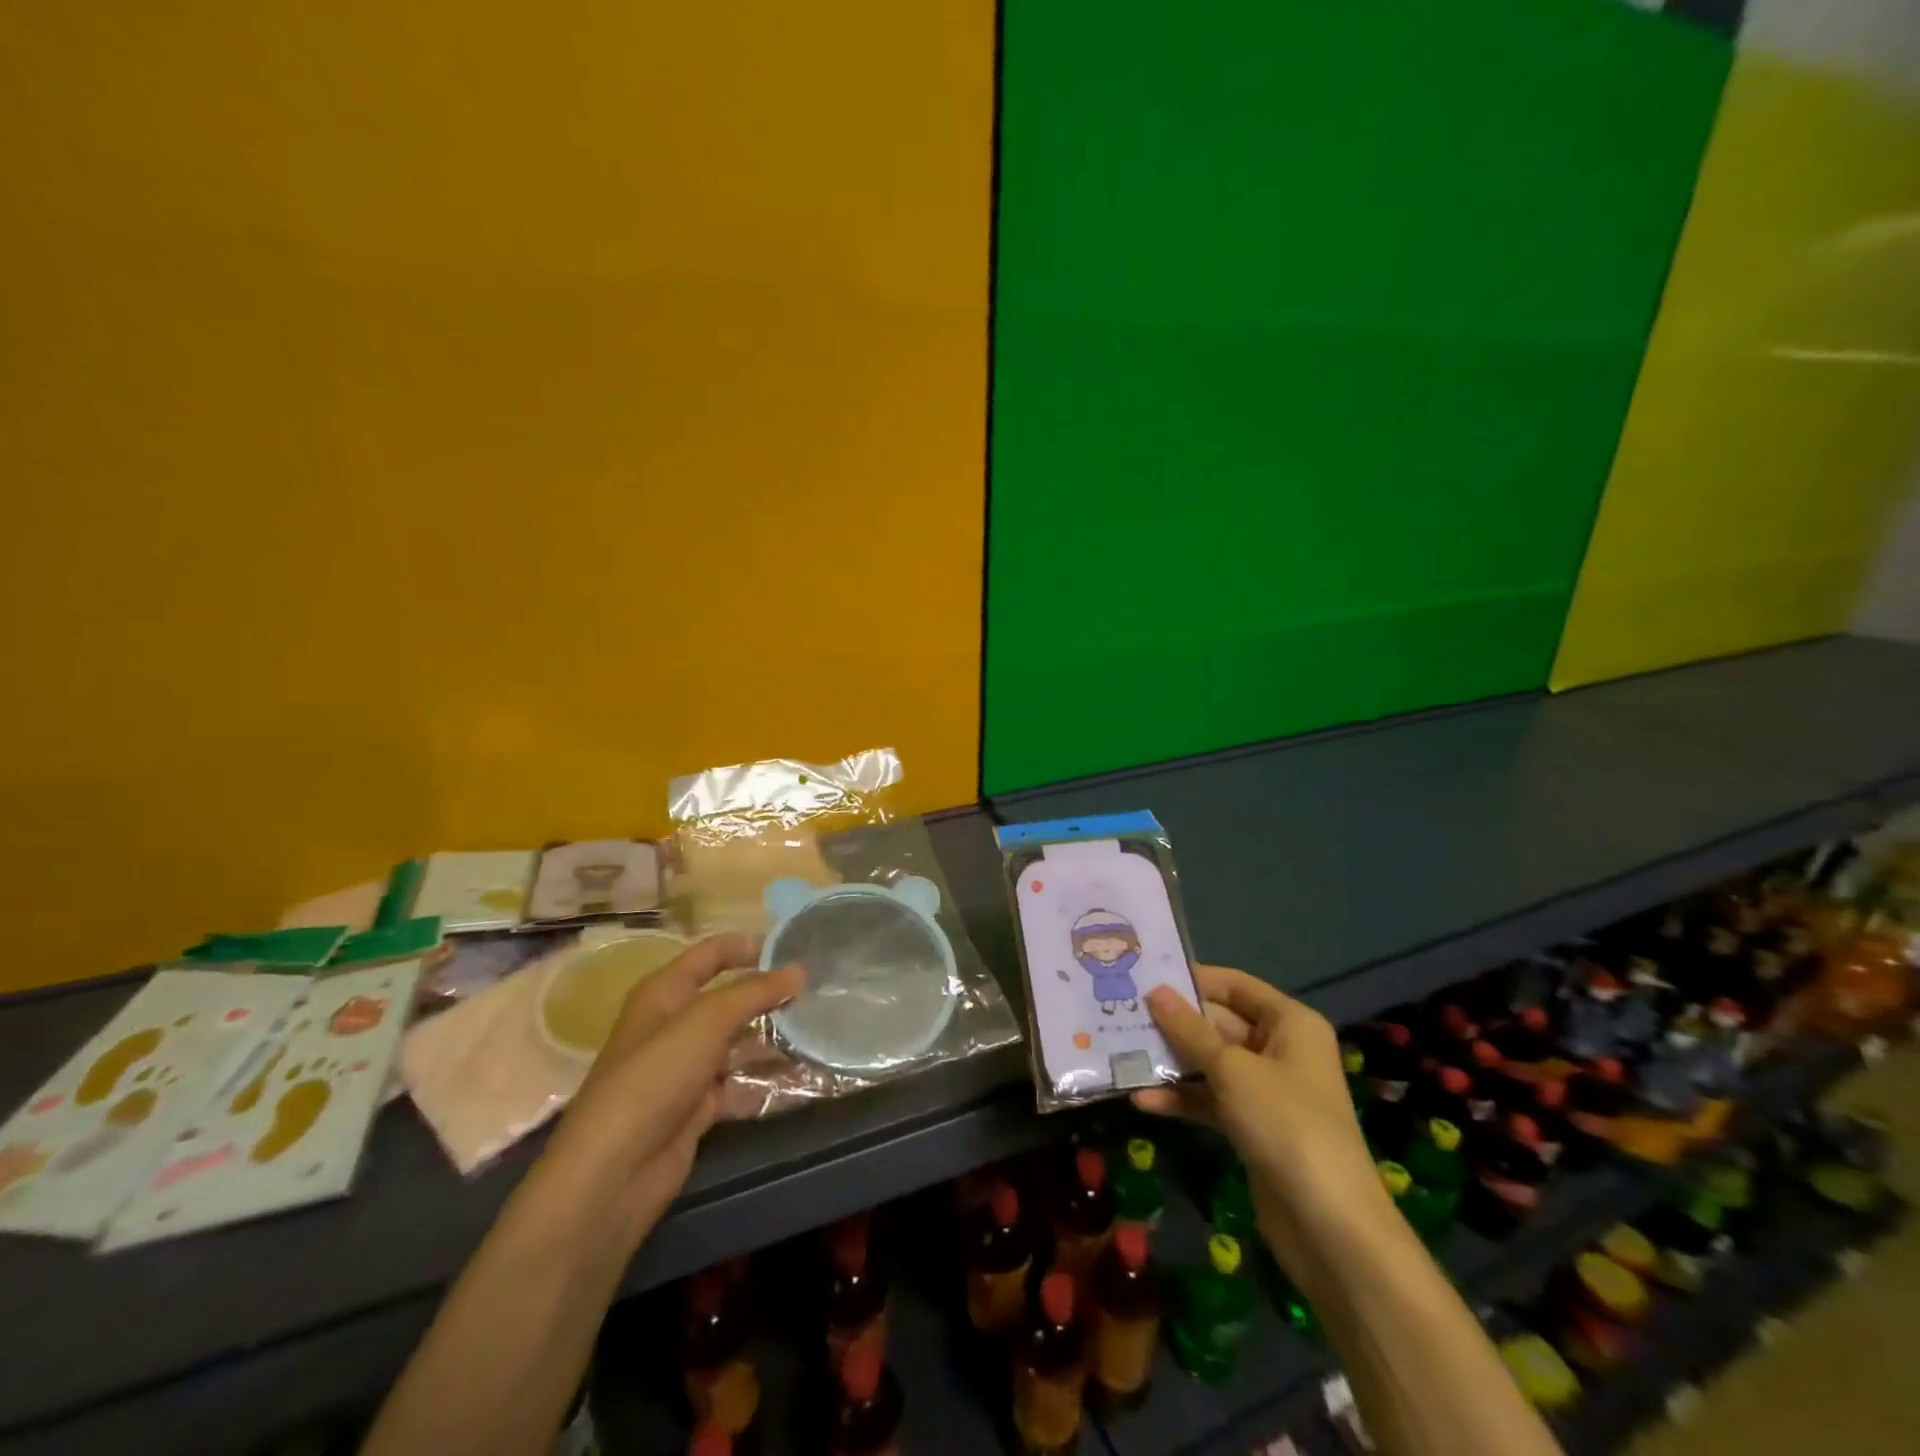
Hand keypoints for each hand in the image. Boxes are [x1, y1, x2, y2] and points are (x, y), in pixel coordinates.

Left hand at [534, 935, 804, 1250]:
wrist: (615, 1171)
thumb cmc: (656, 1076)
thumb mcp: (707, 1021)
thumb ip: (754, 992)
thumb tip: (799, 970)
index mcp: (665, 993)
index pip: (710, 954)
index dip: (746, 946)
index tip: (791, 948)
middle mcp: (674, 1025)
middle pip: (728, 999)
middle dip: (767, 995)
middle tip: (815, 992)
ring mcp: (685, 1069)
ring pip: (737, 1044)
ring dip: (772, 1039)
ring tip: (816, 1032)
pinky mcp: (697, 1108)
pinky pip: (739, 1085)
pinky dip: (765, 1081)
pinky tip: (800, 1075)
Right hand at [1133, 965, 1391, 1274]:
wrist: (1330, 1227)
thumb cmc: (1286, 1125)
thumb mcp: (1232, 1071)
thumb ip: (1189, 1030)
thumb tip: (1154, 992)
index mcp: (1290, 1023)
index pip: (1234, 986)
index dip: (1192, 979)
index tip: (1145, 975)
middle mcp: (1279, 1049)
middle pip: (1217, 1023)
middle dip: (1172, 1024)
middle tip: (1122, 1014)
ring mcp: (1265, 1090)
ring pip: (1209, 1063)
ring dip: (1170, 1062)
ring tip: (1122, 1054)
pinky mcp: (1252, 1126)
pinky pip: (1210, 1099)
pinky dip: (1181, 1098)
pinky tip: (1142, 1101)